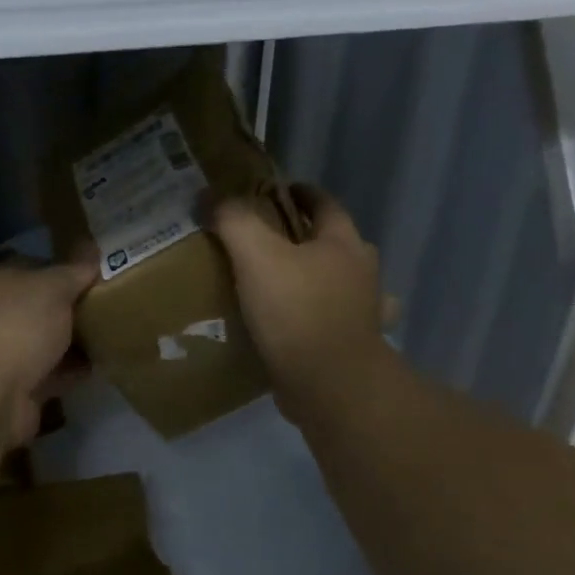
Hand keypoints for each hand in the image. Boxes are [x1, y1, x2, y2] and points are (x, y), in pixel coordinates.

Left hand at [0, 258, 97, 445]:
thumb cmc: (18, 325)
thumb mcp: (53, 287)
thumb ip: (75, 271)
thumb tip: (93, 250)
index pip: (35, 268)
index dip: (66, 270)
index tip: (99, 276)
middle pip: (41, 308)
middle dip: (73, 309)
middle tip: (112, 306)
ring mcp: (5, 353)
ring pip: (47, 342)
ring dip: (74, 342)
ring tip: (113, 335)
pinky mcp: (18, 387)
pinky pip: (52, 373)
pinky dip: (73, 371)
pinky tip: (102, 366)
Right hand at [213, 186, 387, 419]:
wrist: (329, 384)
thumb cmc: (297, 311)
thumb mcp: (257, 257)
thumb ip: (235, 221)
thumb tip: (212, 196)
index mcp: (343, 244)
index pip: (324, 204)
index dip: (301, 193)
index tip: (279, 190)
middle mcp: (360, 272)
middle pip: (334, 243)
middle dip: (307, 237)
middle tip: (270, 241)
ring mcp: (362, 312)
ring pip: (338, 283)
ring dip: (317, 279)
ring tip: (282, 284)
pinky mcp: (351, 346)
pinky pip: (330, 322)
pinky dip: (316, 319)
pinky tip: (296, 326)